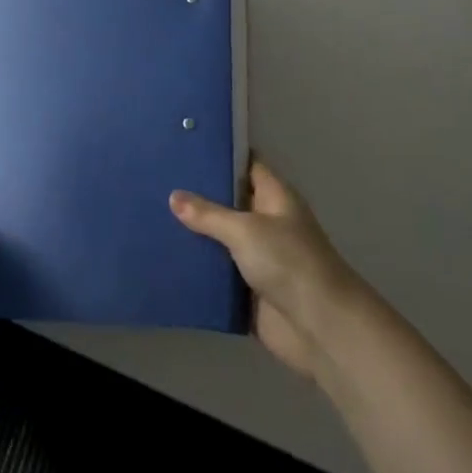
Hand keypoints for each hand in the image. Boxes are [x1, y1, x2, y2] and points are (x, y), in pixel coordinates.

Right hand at [171, 160, 363, 376]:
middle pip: (228, 201)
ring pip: (219, 238)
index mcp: (274, 197)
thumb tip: (173, 195)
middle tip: (157, 178)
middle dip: (197, 194)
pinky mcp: (247, 289)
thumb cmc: (288, 263)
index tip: (186, 144)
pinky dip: (196, 267)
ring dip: (193, 233)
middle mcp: (266, 222)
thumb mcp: (245, 230)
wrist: (320, 328)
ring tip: (151, 214)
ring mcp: (257, 256)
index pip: (245, 163)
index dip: (220, 154)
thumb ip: (208, 214)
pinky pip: (216, 272)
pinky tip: (164, 257)